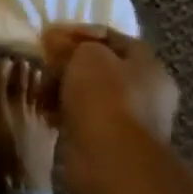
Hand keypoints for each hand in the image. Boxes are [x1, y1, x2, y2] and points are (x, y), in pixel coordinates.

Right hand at [41, 25, 180, 192]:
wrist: (111, 159)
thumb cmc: (105, 96)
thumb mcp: (86, 54)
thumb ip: (72, 45)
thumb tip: (56, 42)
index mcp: (150, 67)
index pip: (114, 39)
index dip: (82, 33)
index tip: (52, 36)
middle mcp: (146, 94)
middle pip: (101, 68)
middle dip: (70, 64)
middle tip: (45, 63)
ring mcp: (130, 122)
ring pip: (90, 95)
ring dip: (65, 90)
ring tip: (42, 90)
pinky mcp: (110, 145)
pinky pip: (84, 119)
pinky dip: (66, 115)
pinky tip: (48, 113)